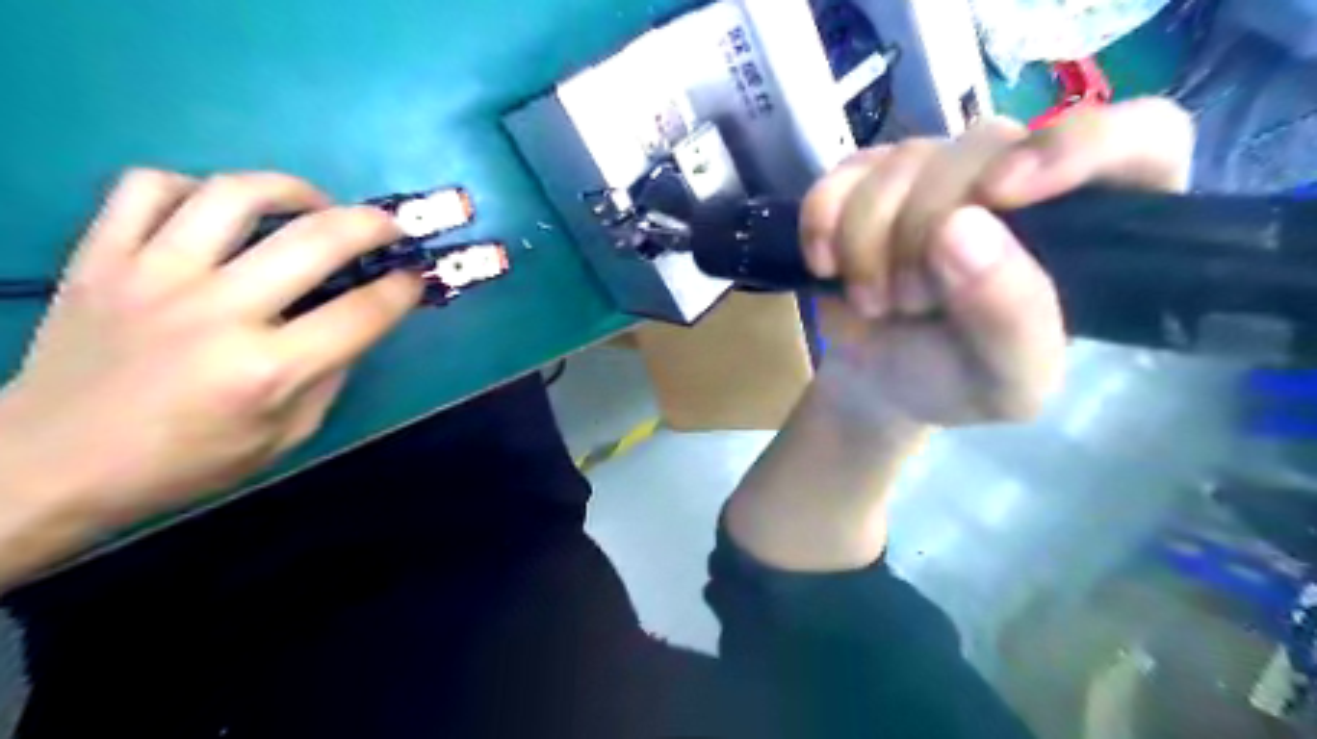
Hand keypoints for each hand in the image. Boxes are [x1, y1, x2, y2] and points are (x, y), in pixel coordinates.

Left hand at [0, 168, 421, 523]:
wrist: (46, 465)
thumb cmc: (185, 463)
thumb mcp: (285, 436)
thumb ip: (329, 375)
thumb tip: (355, 324)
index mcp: (268, 370)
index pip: (363, 312)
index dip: (403, 288)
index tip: (415, 277)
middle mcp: (217, 312)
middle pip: (317, 240)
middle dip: (374, 225)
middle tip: (390, 227)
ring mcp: (153, 276)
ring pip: (236, 195)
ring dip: (294, 191)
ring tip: (314, 205)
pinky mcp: (100, 257)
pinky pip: (149, 187)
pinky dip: (197, 187)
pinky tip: (220, 210)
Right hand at [796, 101, 1201, 429]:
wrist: (876, 381)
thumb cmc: (954, 382)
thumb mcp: (1005, 382)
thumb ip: (1011, 318)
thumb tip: (960, 228)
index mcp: (1091, 224)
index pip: (1139, 136)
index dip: (1074, 147)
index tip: (999, 194)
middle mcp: (1020, 177)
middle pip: (984, 147)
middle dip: (923, 234)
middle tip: (909, 302)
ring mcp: (938, 168)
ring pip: (903, 161)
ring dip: (868, 243)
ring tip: (874, 301)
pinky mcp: (870, 175)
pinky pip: (841, 174)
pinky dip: (822, 223)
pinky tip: (827, 266)